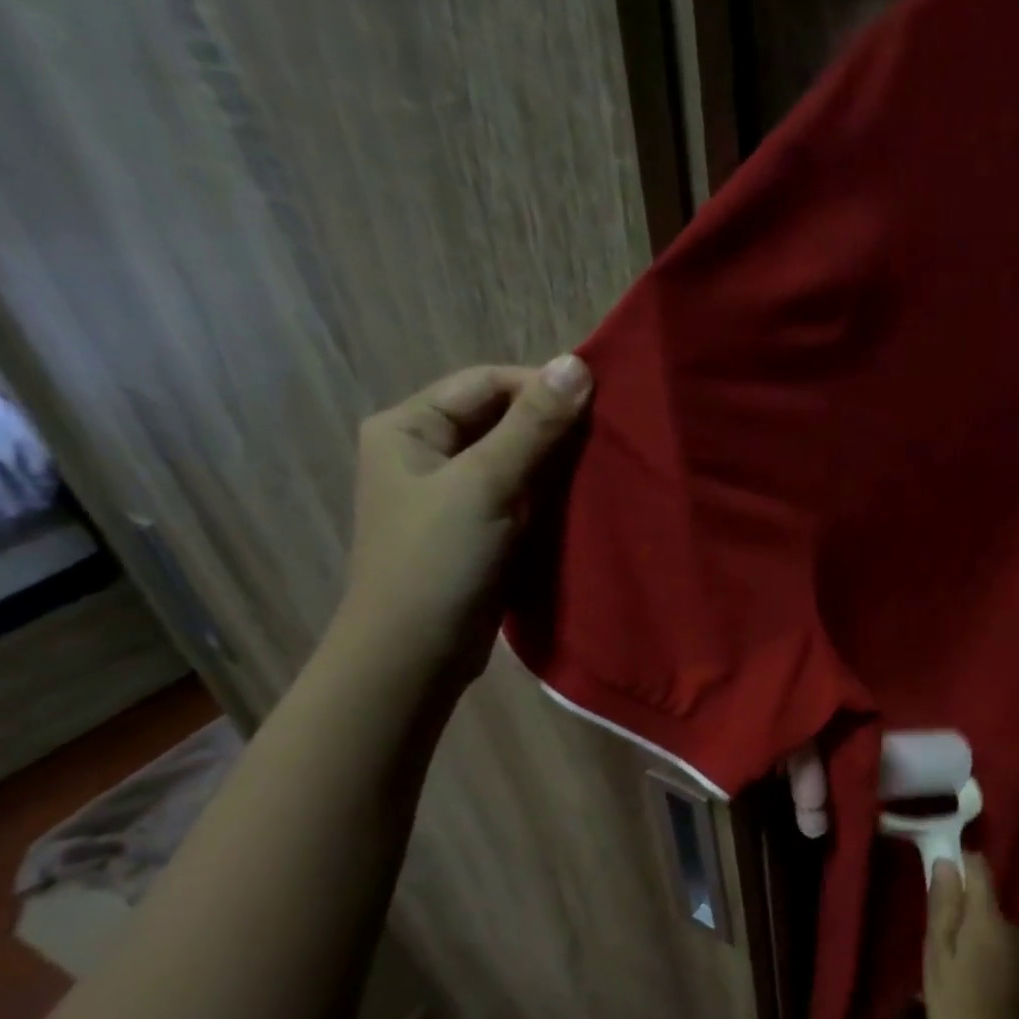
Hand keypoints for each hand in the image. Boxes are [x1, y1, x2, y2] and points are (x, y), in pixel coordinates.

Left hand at [339, 358, 590, 679]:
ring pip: (514, 459)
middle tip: (609, 436)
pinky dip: (550, 494)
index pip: (485, 383)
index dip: (540, 386)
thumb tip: (577, 364)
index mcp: (409, 427)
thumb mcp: (487, 484)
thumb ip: (533, 425)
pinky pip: (519, 495)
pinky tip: (585, 498)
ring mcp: (452, 494)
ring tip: (604, 465)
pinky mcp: (477, 530)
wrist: (416, 653)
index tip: (598, 404)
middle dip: (553, 425)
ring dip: (556, 461)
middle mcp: (426, 452)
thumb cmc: (440, 560)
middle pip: (500, 419)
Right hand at [923, 854, 1018, 1018]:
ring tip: (938, 953)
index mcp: (988, 916)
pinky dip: (971, 944)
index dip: (956, 860)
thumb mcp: (938, 954)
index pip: (978, 866)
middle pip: (980, 893)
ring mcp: (1015, 946)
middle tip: (927, 926)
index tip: (932, 874)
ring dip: (961, 925)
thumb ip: (943, 906)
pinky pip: (989, 938)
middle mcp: (1008, 923)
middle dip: (954, 899)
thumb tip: (945, 862)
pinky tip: (956, 970)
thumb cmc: (959, 1006)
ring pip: (983, 918)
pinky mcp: (1015, 966)